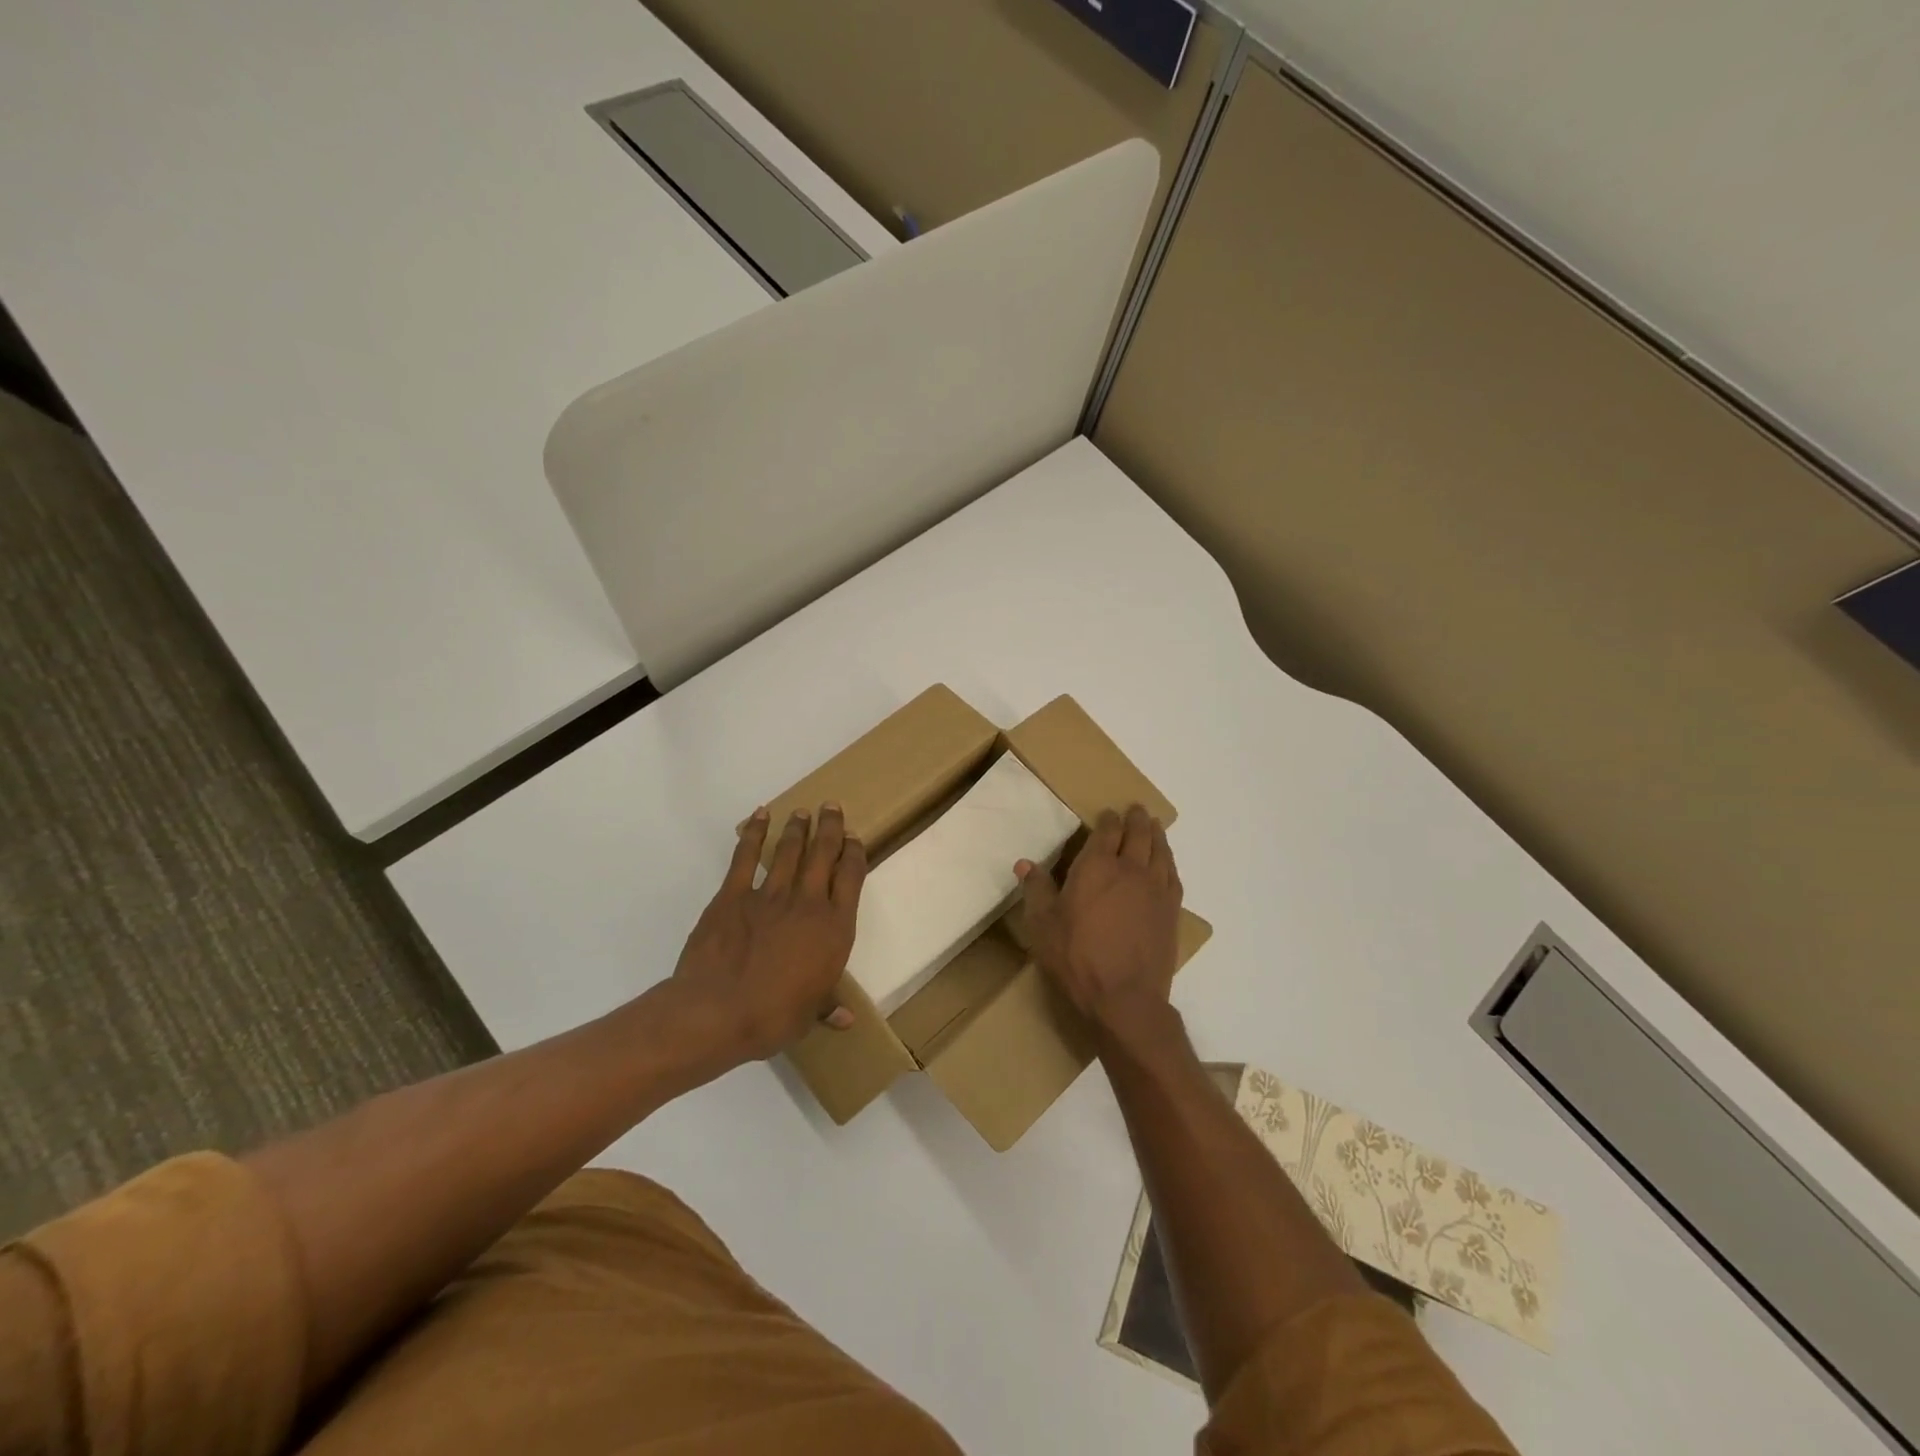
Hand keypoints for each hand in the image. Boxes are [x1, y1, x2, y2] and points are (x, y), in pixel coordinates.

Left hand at [670, 804, 866, 1065]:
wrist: (718, 1011)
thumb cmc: (773, 1017)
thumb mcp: (808, 1015)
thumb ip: (828, 1007)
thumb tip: (847, 1019)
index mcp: (834, 929)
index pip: (851, 878)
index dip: (854, 854)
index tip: (854, 839)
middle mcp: (808, 903)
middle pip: (823, 854)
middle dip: (830, 827)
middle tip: (832, 807)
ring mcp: (770, 895)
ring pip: (789, 851)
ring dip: (798, 828)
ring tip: (803, 811)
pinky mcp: (734, 895)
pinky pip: (746, 857)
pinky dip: (754, 834)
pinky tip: (760, 816)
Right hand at [1015, 804, 1181, 1045]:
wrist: (1125, 998)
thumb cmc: (1077, 958)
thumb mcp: (1043, 925)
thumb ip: (1036, 890)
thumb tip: (1024, 863)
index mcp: (1097, 867)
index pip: (1106, 831)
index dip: (1108, 819)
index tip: (1108, 814)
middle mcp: (1130, 869)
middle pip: (1138, 834)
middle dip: (1137, 819)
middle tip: (1137, 809)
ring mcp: (1155, 889)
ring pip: (1160, 851)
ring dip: (1157, 835)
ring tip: (1155, 826)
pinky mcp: (1171, 911)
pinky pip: (1173, 875)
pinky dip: (1169, 862)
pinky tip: (1167, 863)